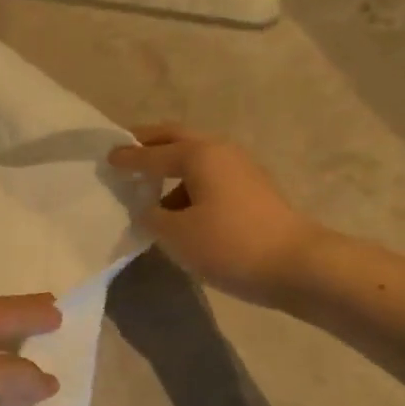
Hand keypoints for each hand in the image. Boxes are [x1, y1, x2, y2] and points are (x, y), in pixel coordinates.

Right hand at [107, 124, 322, 305]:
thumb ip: (151, 217)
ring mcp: (242, 170)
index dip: (127, 158)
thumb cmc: (229, 244)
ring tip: (148, 189)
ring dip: (171, 167)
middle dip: (150, 143)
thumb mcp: (176, 234)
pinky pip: (209, 178)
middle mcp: (221, 152)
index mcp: (199, 154)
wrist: (298, 266)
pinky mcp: (253, 191)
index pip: (152, 153)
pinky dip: (188, 185)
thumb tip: (147, 209)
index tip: (107, 158)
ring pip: (196, 159)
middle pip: (177, 139)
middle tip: (127, 150)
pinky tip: (178, 209)